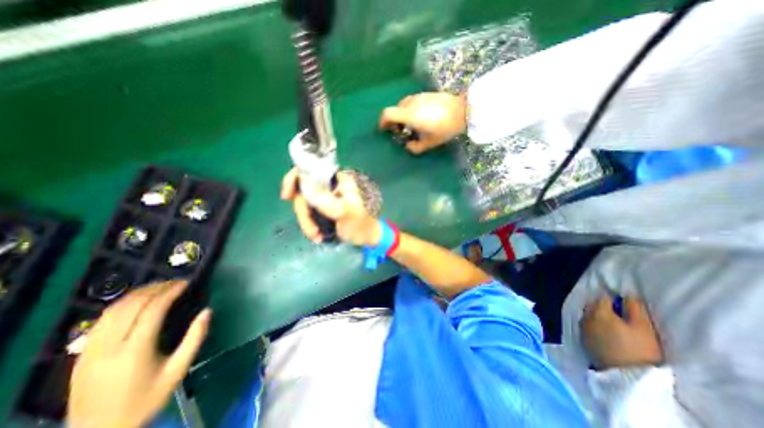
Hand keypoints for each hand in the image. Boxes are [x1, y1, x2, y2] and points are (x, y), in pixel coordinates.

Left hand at [68, 281, 208, 427]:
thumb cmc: (146, 399)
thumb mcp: (178, 370)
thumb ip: (195, 338)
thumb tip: (207, 311)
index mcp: (135, 351)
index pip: (152, 310)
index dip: (170, 292)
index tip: (186, 283)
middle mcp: (109, 347)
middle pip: (132, 306)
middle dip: (156, 289)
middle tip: (176, 283)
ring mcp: (91, 350)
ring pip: (113, 310)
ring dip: (138, 294)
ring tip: (160, 288)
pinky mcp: (82, 354)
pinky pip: (102, 320)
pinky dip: (122, 304)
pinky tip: (137, 302)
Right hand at [282, 167, 380, 246]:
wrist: (366, 237)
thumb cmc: (360, 223)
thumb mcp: (345, 212)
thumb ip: (328, 202)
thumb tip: (306, 193)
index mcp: (337, 180)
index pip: (311, 171)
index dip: (294, 179)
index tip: (286, 196)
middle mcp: (329, 186)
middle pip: (303, 191)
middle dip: (304, 213)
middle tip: (311, 230)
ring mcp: (324, 197)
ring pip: (303, 205)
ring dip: (306, 222)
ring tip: (317, 237)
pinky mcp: (322, 209)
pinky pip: (307, 214)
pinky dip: (309, 225)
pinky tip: (317, 236)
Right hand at [376, 90, 465, 153]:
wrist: (464, 110)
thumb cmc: (444, 128)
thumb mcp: (429, 143)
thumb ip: (415, 147)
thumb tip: (408, 146)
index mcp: (409, 115)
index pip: (387, 114)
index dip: (382, 122)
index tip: (384, 129)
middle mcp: (411, 103)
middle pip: (395, 110)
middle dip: (394, 121)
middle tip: (401, 131)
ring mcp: (419, 96)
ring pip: (404, 105)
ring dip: (403, 115)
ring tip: (412, 125)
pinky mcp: (427, 94)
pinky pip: (413, 102)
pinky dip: (411, 110)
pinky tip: (422, 117)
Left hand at [583, 297, 665, 369]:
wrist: (627, 377)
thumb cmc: (639, 351)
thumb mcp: (644, 327)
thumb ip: (634, 307)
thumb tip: (628, 294)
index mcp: (598, 311)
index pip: (603, 296)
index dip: (613, 298)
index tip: (623, 304)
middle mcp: (586, 316)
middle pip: (593, 304)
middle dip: (604, 306)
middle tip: (620, 314)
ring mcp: (582, 327)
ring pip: (589, 314)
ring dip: (598, 315)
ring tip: (614, 324)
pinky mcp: (582, 339)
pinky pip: (587, 325)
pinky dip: (594, 325)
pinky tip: (605, 332)